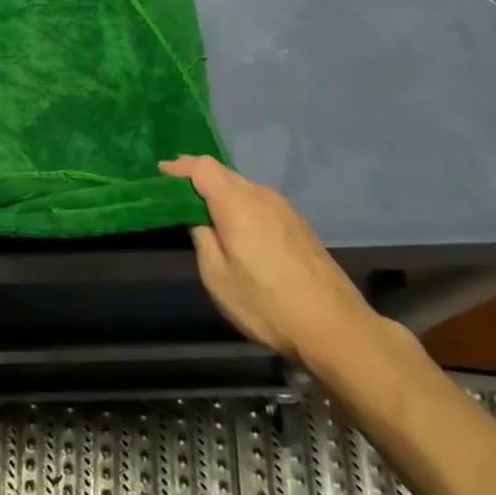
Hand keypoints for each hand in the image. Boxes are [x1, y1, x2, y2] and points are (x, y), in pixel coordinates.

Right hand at [159, 155, 373, 360]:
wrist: (335, 327)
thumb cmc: (267, 303)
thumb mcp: (218, 277)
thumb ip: (203, 240)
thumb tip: (200, 221)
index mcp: (237, 204)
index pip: (203, 168)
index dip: (180, 167)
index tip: (160, 173)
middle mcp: (262, 197)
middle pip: (224, 174)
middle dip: (197, 177)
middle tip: (174, 189)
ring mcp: (285, 210)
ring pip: (244, 188)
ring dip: (221, 192)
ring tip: (202, 208)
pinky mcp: (299, 226)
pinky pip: (259, 202)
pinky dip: (240, 204)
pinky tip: (235, 225)